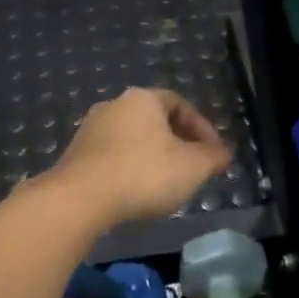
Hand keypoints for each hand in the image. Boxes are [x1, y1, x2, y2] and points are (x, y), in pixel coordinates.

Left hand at [47, 88, 231, 224]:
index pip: (180, 104)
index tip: (213, 153)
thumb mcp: (192, 168)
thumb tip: (223, 153)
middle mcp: (114, 105)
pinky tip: (136, 191)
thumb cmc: (144, 174)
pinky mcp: (75, 154)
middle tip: (192, 166)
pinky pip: (112, 155)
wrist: (80, 199)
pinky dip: (130, 168)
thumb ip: (212, 157)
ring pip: (132, 138)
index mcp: (143, 99)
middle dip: (178, 142)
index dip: (202, 128)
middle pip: (155, 120)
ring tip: (166, 182)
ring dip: (153, 156)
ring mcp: (90, 129)